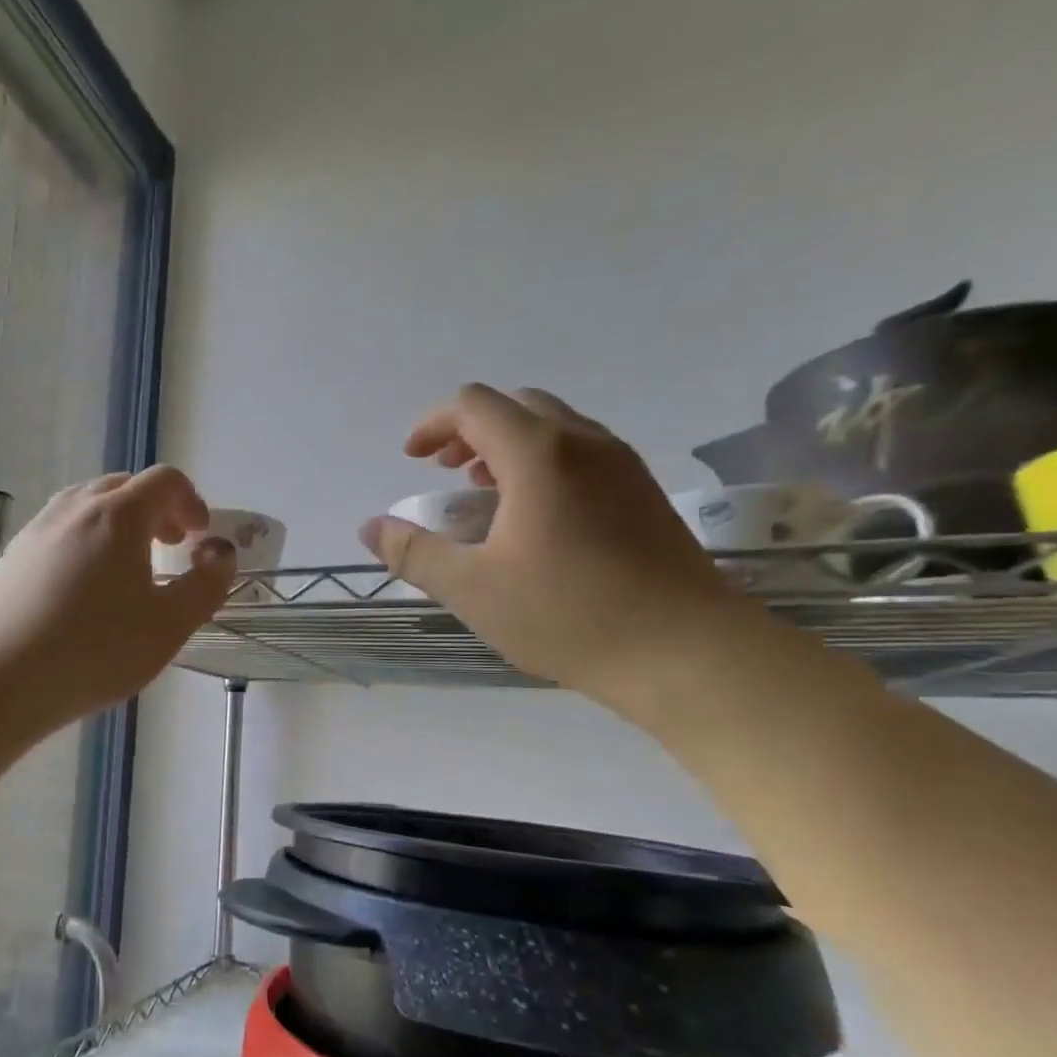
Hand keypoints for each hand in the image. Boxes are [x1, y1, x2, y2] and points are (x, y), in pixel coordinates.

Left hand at [0, 467, 236, 722]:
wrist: (0, 678)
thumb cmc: (96, 650)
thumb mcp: (169, 625)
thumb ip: (206, 585)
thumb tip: (219, 554)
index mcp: (118, 514)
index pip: (165, 480)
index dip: (191, 501)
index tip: (199, 537)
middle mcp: (75, 508)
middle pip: (124, 486)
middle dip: (156, 509)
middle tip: (170, 546)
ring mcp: (38, 529)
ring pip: (87, 505)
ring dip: (118, 523)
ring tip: (127, 566)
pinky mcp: (13, 556)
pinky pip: (60, 530)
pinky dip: (85, 540)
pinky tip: (84, 589)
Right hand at [360, 384, 754, 712]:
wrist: (685, 651)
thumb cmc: (568, 615)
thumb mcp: (471, 589)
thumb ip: (414, 553)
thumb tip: (371, 528)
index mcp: (539, 454)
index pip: (473, 405)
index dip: (432, 424)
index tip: (412, 460)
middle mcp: (584, 442)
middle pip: (516, 406)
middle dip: (470, 430)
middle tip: (446, 472)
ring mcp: (622, 465)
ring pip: (554, 427)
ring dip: (508, 446)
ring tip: (485, 493)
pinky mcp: (644, 492)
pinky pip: (581, 453)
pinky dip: (543, 463)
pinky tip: (535, 518)